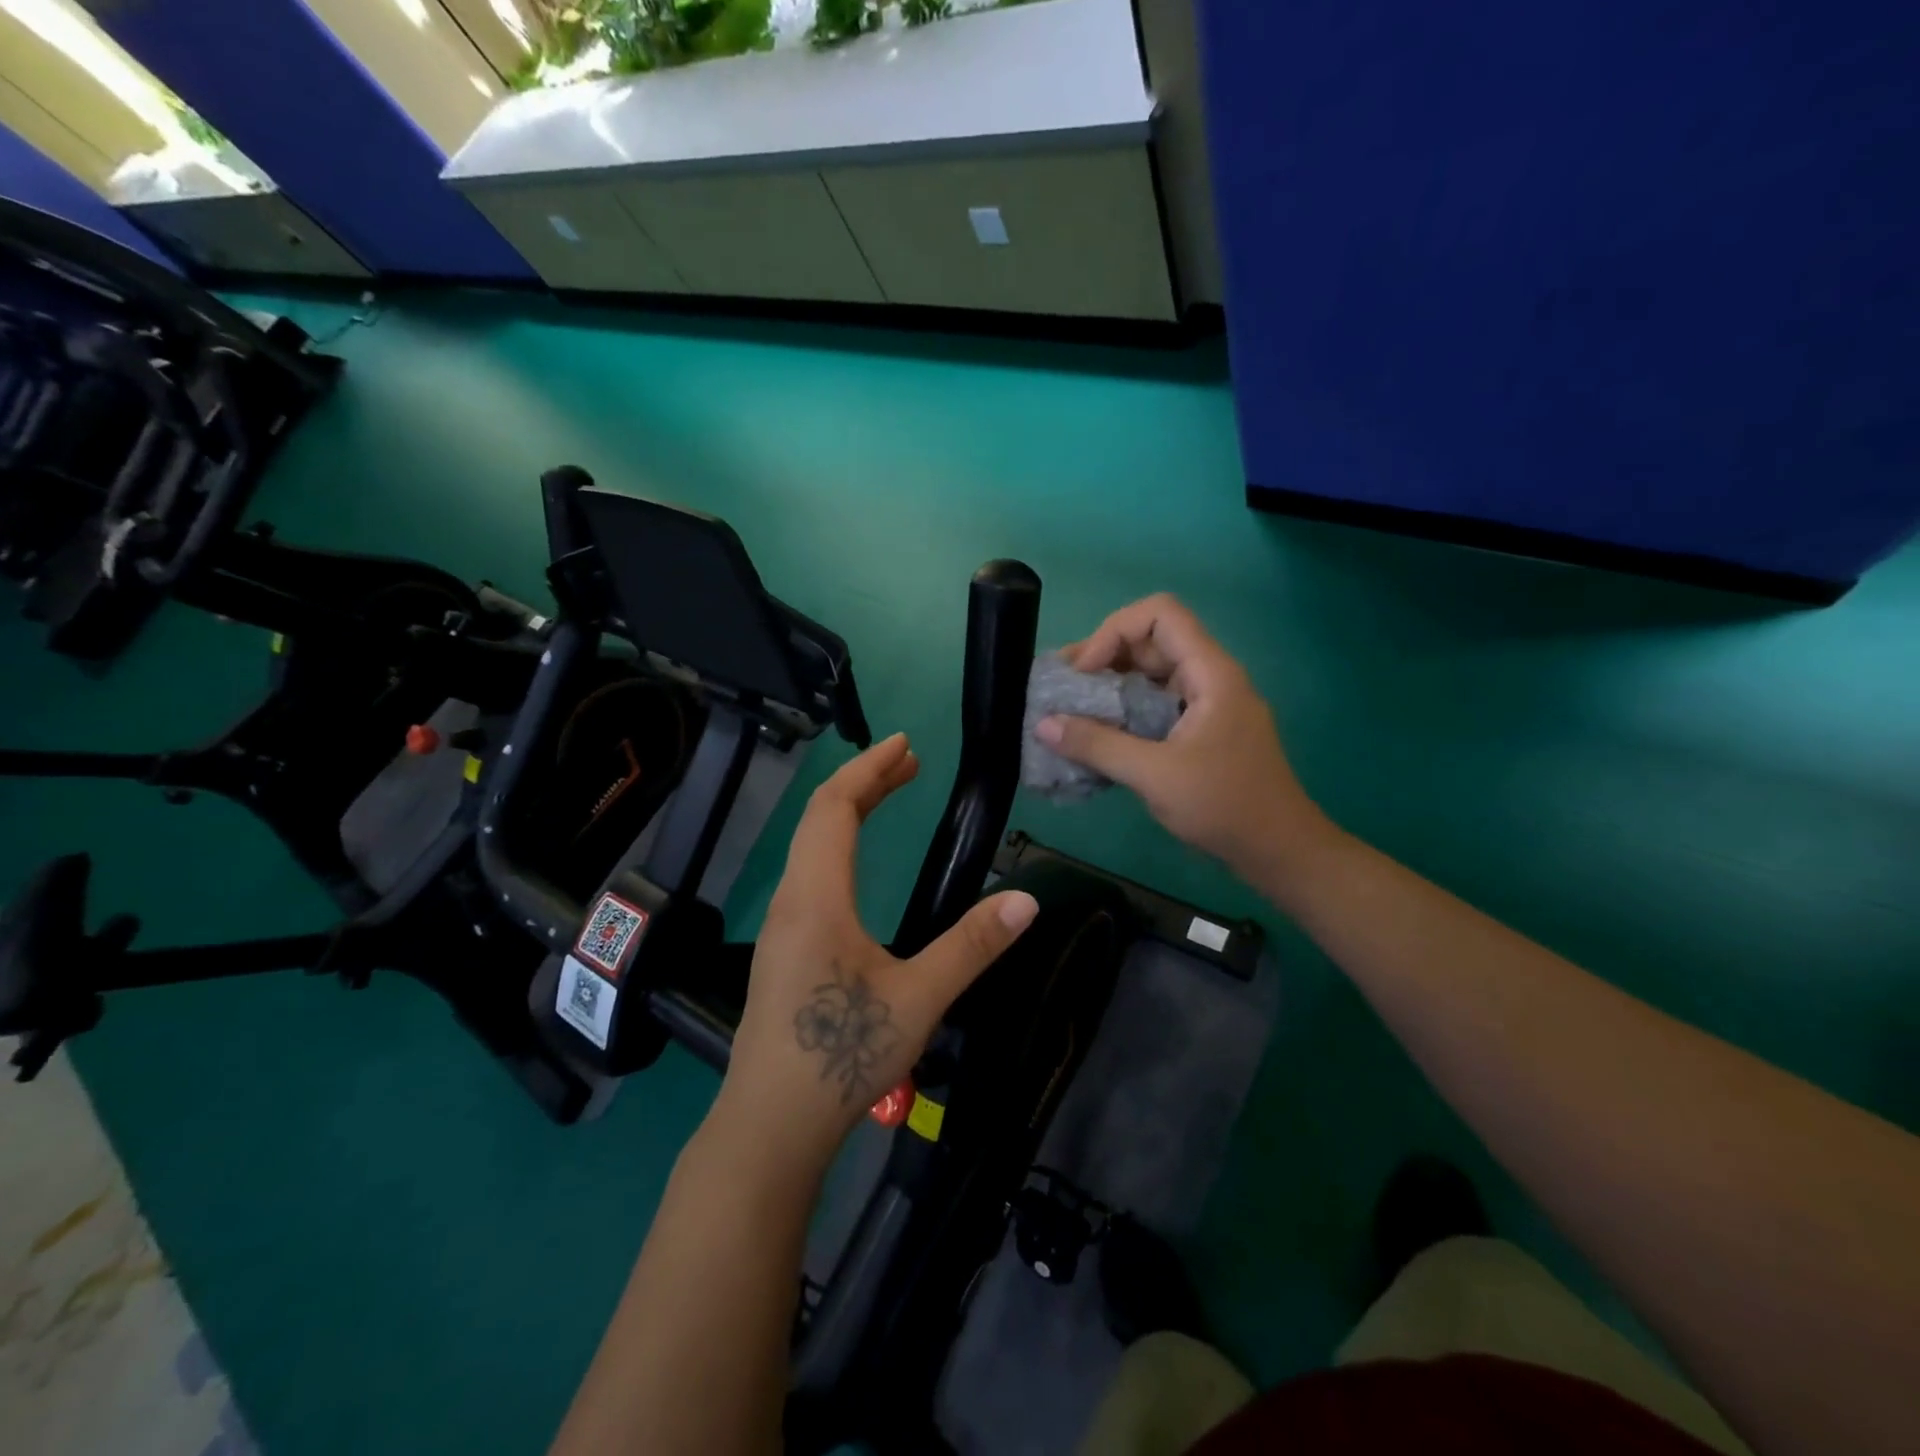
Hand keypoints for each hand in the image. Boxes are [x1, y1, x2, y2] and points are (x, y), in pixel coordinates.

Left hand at [714, 733, 1038, 1172]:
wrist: (769, 1126)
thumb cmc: (841, 1056)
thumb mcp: (919, 999)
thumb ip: (972, 946)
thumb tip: (1028, 899)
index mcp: (817, 896)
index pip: (835, 807)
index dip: (868, 769)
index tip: (905, 744)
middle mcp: (791, 899)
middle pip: (819, 817)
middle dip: (863, 781)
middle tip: (909, 763)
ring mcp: (781, 925)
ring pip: (810, 845)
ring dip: (849, 811)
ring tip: (889, 796)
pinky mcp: (782, 949)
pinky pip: (809, 872)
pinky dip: (839, 843)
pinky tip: (859, 865)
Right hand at [1035, 594, 1328, 880]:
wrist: (1279, 850)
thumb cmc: (1224, 806)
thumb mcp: (1154, 775)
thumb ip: (1097, 745)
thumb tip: (1043, 724)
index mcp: (1210, 673)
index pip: (1160, 614)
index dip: (1114, 631)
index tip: (1085, 672)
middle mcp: (1210, 677)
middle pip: (1152, 640)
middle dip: (1103, 657)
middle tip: (1064, 688)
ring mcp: (1207, 703)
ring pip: (1152, 673)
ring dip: (1111, 684)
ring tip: (1070, 710)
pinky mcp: (1201, 729)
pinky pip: (1157, 702)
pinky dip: (1125, 709)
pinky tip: (1098, 735)